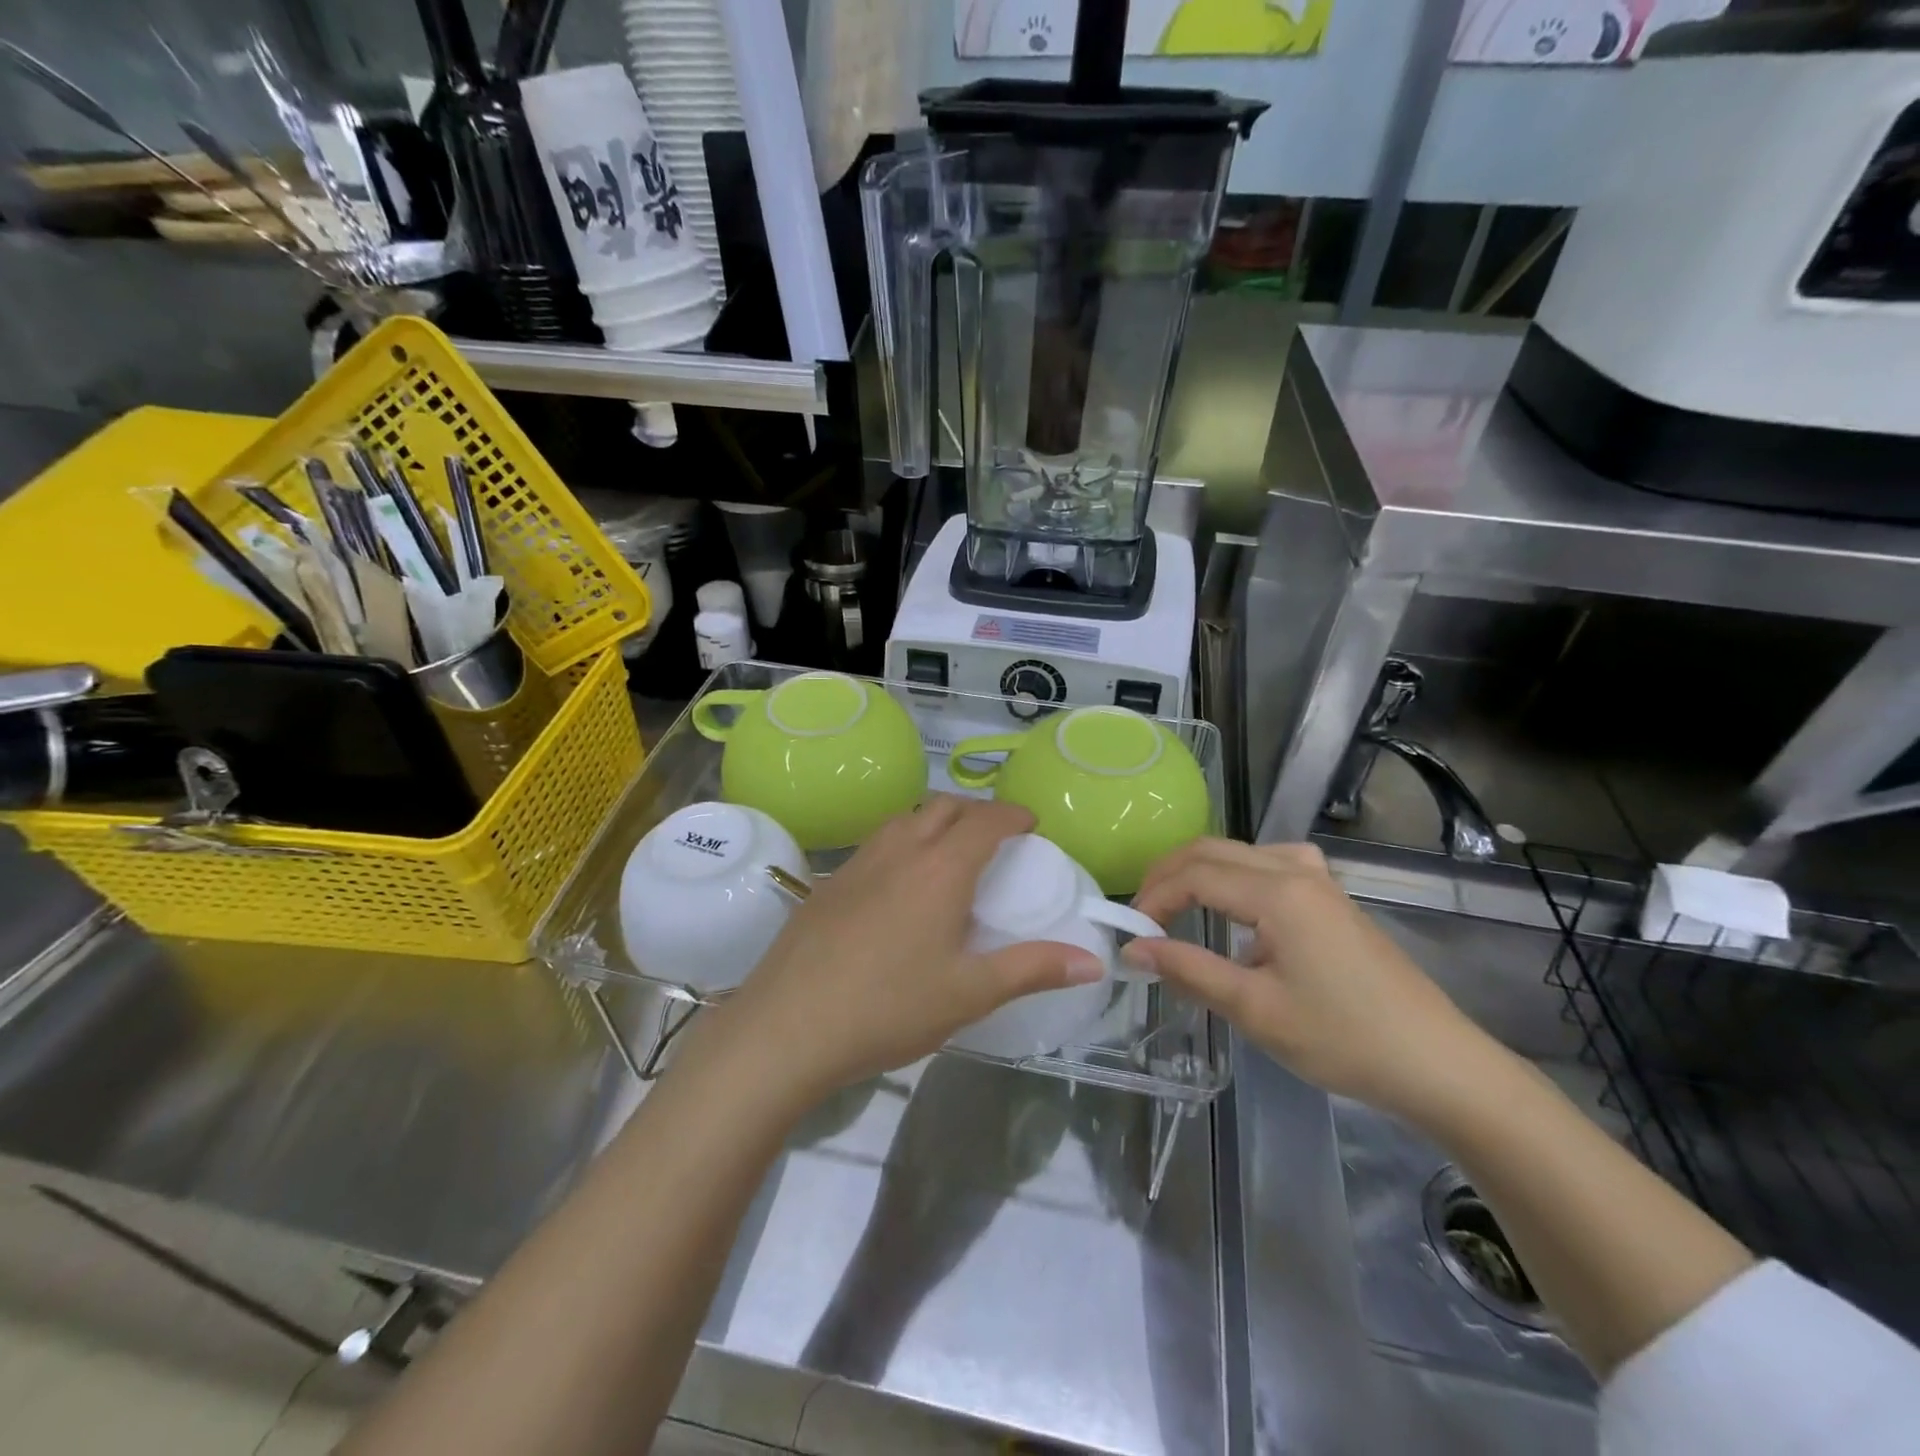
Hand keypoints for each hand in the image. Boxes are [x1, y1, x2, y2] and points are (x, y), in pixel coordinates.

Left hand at [715, 797, 1105, 1099]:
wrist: (787, 1027)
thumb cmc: (889, 1008)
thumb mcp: (970, 993)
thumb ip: (1033, 969)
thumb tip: (1093, 961)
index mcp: (941, 869)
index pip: (986, 820)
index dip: (1013, 815)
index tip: (1031, 823)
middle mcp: (900, 850)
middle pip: (944, 806)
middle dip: (976, 811)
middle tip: (995, 838)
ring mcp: (857, 862)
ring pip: (904, 819)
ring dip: (934, 821)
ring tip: (949, 854)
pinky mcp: (828, 883)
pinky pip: (876, 843)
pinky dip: (902, 842)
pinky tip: (898, 886)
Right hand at [1123, 839, 1491, 1116]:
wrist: (1437, 1063)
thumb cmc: (1343, 1038)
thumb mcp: (1255, 1010)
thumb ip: (1189, 970)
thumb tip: (1134, 949)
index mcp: (1278, 892)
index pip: (1195, 874)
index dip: (1154, 897)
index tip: (1131, 933)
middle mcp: (1296, 870)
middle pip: (1213, 850)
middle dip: (1168, 875)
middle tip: (1142, 915)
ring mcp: (1319, 880)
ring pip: (1240, 852)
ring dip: (1199, 871)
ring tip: (1175, 907)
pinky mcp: (1331, 898)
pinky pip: (1268, 865)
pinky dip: (1234, 876)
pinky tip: (1237, 909)